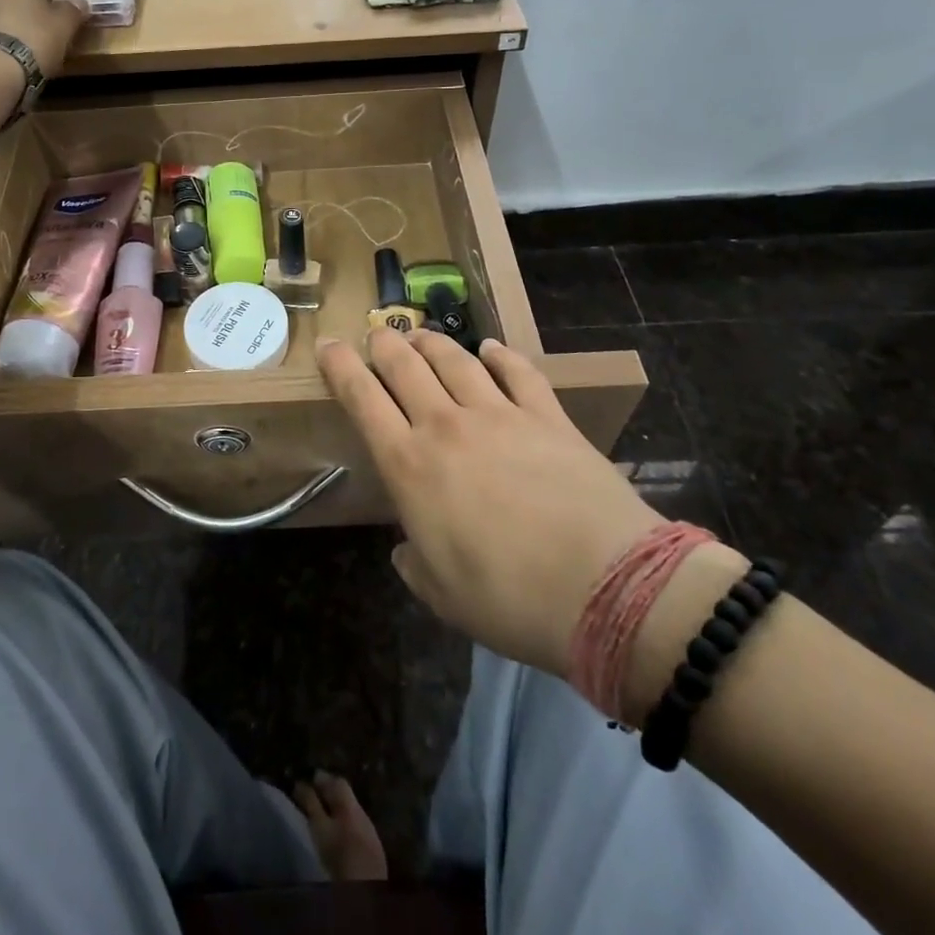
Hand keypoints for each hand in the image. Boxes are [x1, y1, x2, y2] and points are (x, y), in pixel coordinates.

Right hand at [317, 329, 666, 678]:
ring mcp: (499, 414)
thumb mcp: (442, 596)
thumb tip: (407, 548)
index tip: (329, 345)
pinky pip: (518, 372)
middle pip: (405, 366)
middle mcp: (446, 426)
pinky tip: (491, 348)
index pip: (362, 398)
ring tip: (421, 335)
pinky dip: (501, 355)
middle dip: (384, 344)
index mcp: (409, 466)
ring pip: (455, 360)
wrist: (606, 588)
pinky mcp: (547, 416)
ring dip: (432, 342)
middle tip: (376, 334)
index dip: (340, 366)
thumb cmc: (509, 600)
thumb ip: (415, 564)